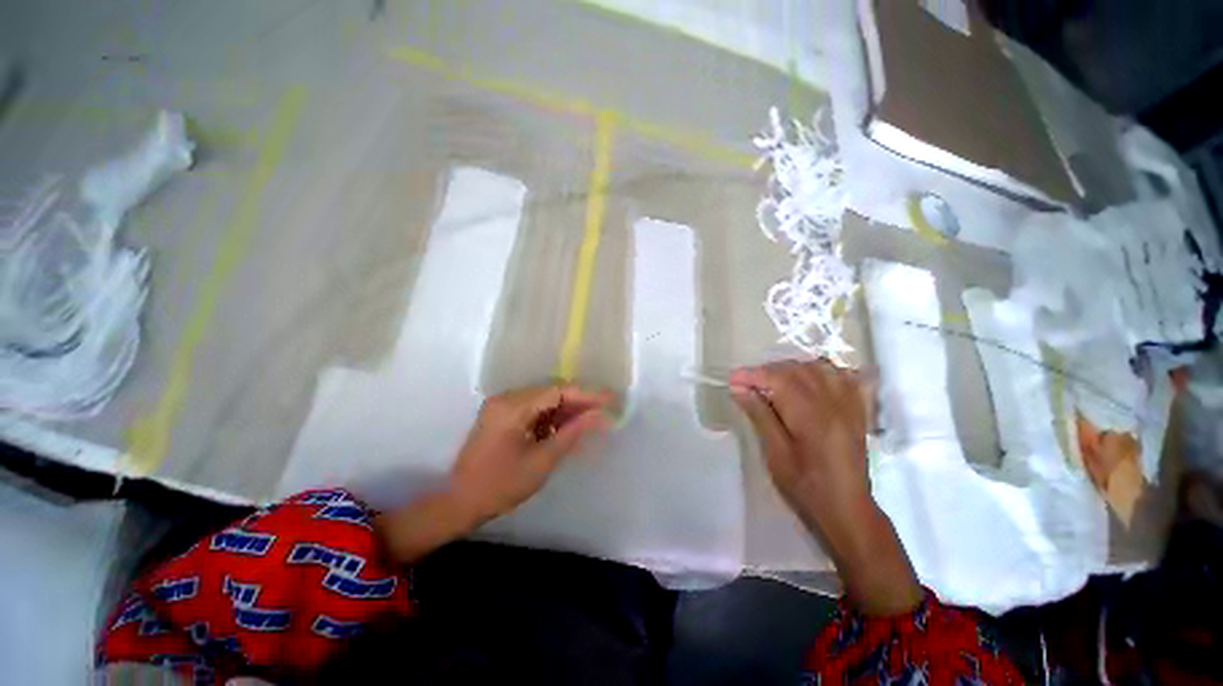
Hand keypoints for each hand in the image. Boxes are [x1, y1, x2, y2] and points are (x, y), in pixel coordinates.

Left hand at [449, 384, 615, 524]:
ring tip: (589, 420)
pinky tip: (566, 427)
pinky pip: (533, 409)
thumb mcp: (543, 460)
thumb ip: (572, 432)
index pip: (557, 391)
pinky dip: (551, 417)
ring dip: (565, 410)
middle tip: (603, 412)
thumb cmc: (502, 485)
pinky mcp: (501, 415)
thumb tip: (599, 415)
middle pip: (551, 392)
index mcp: (512, 407)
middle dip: (578, 402)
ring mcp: (502, 405)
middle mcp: (506, 398)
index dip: (587, 395)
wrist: (460, 503)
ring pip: (543, 400)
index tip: (610, 399)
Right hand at [728, 359, 873, 533]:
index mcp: (811, 416)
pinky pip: (846, 378)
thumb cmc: (805, 487)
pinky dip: (825, 371)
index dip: (753, 375)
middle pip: (799, 369)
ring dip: (793, 368)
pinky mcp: (858, 412)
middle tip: (748, 383)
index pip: (779, 379)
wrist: (847, 512)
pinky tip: (811, 379)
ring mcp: (850, 406)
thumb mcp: (775, 453)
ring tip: (774, 381)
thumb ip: (759, 415)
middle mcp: (834, 404)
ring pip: (821, 368)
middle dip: (769, 370)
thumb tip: (739, 388)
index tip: (732, 379)